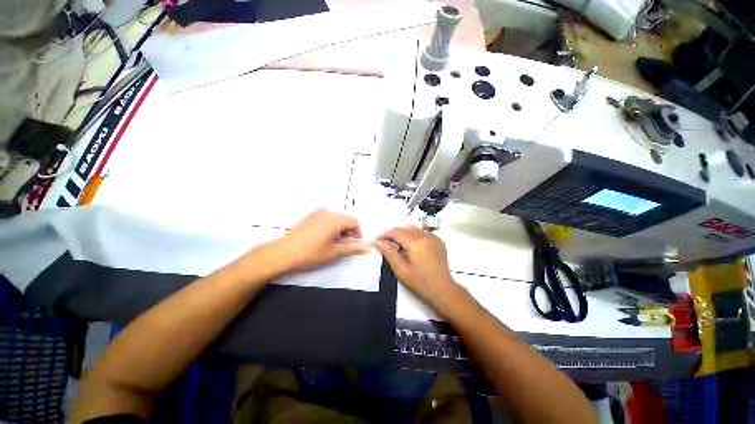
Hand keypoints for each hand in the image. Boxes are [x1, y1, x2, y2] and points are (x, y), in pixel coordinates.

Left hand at [266, 209, 371, 273]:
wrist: (283, 253)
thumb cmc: (311, 253)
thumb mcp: (335, 252)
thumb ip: (353, 248)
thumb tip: (368, 246)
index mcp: (336, 219)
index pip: (355, 221)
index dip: (357, 233)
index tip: (353, 244)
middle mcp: (328, 212)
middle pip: (345, 219)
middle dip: (348, 231)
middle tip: (342, 245)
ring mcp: (317, 212)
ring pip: (336, 218)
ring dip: (339, 229)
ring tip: (332, 243)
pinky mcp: (309, 216)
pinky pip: (326, 218)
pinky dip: (330, 226)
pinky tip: (322, 238)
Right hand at [375, 226, 461, 313]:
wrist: (443, 289)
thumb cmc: (420, 282)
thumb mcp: (401, 269)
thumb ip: (389, 253)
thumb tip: (378, 242)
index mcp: (416, 242)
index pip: (397, 231)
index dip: (386, 234)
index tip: (378, 240)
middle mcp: (425, 235)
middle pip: (405, 228)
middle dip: (394, 233)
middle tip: (386, 243)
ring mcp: (433, 237)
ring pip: (414, 228)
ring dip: (403, 233)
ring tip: (398, 244)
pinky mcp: (438, 240)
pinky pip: (422, 232)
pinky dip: (414, 235)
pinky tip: (411, 246)